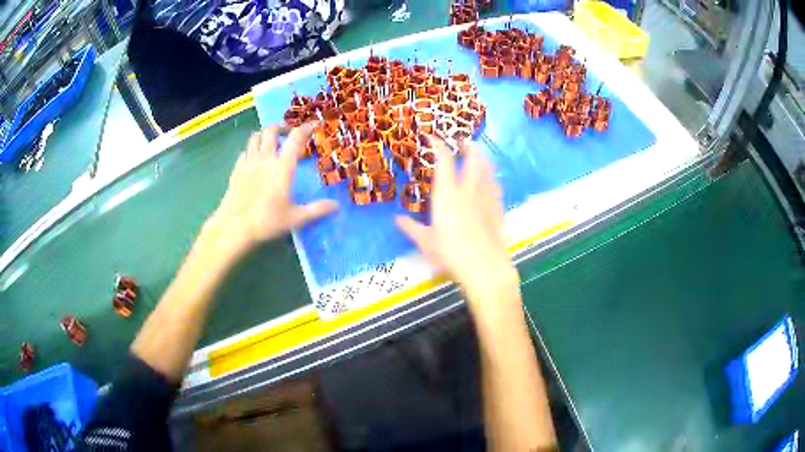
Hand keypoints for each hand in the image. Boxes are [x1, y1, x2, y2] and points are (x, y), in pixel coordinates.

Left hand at [203, 126, 337, 261]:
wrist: (234, 227)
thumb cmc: (266, 221)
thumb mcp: (295, 218)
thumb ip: (316, 210)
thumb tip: (336, 206)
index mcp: (283, 166)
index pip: (296, 138)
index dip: (306, 128)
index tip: (314, 125)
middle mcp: (265, 158)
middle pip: (272, 130)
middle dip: (283, 127)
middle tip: (290, 133)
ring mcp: (248, 162)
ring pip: (255, 136)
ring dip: (265, 134)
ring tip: (271, 141)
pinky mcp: (236, 170)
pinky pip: (244, 151)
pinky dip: (251, 149)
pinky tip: (254, 158)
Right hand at [395, 138, 518, 305]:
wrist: (485, 267)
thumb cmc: (452, 254)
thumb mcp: (426, 243)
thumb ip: (412, 228)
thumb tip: (397, 219)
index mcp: (447, 195)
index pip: (444, 161)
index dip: (439, 145)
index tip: (434, 137)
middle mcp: (468, 190)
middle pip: (472, 158)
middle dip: (469, 146)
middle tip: (464, 141)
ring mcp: (486, 198)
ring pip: (487, 170)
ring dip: (482, 159)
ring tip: (479, 156)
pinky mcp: (499, 208)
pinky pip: (496, 187)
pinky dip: (492, 179)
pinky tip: (492, 181)